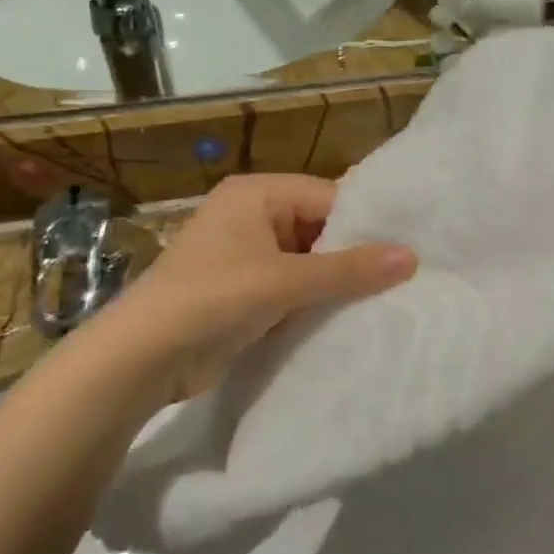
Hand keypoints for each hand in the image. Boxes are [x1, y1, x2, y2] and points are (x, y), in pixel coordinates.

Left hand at [74, 175, 414, 407]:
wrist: (141, 359)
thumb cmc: (212, 298)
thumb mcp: (286, 280)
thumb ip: (350, 269)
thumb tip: (413, 257)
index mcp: (257, 194)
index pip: (329, 197)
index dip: (367, 224)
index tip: (409, 248)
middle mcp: (253, 216)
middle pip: (321, 228)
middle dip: (355, 254)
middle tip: (406, 275)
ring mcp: (247, 255)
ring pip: (311, 261)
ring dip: (338, 281)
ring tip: (390, 296)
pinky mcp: (246, 291)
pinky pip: (295, 286)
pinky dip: (318, 300)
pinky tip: (353, 314)